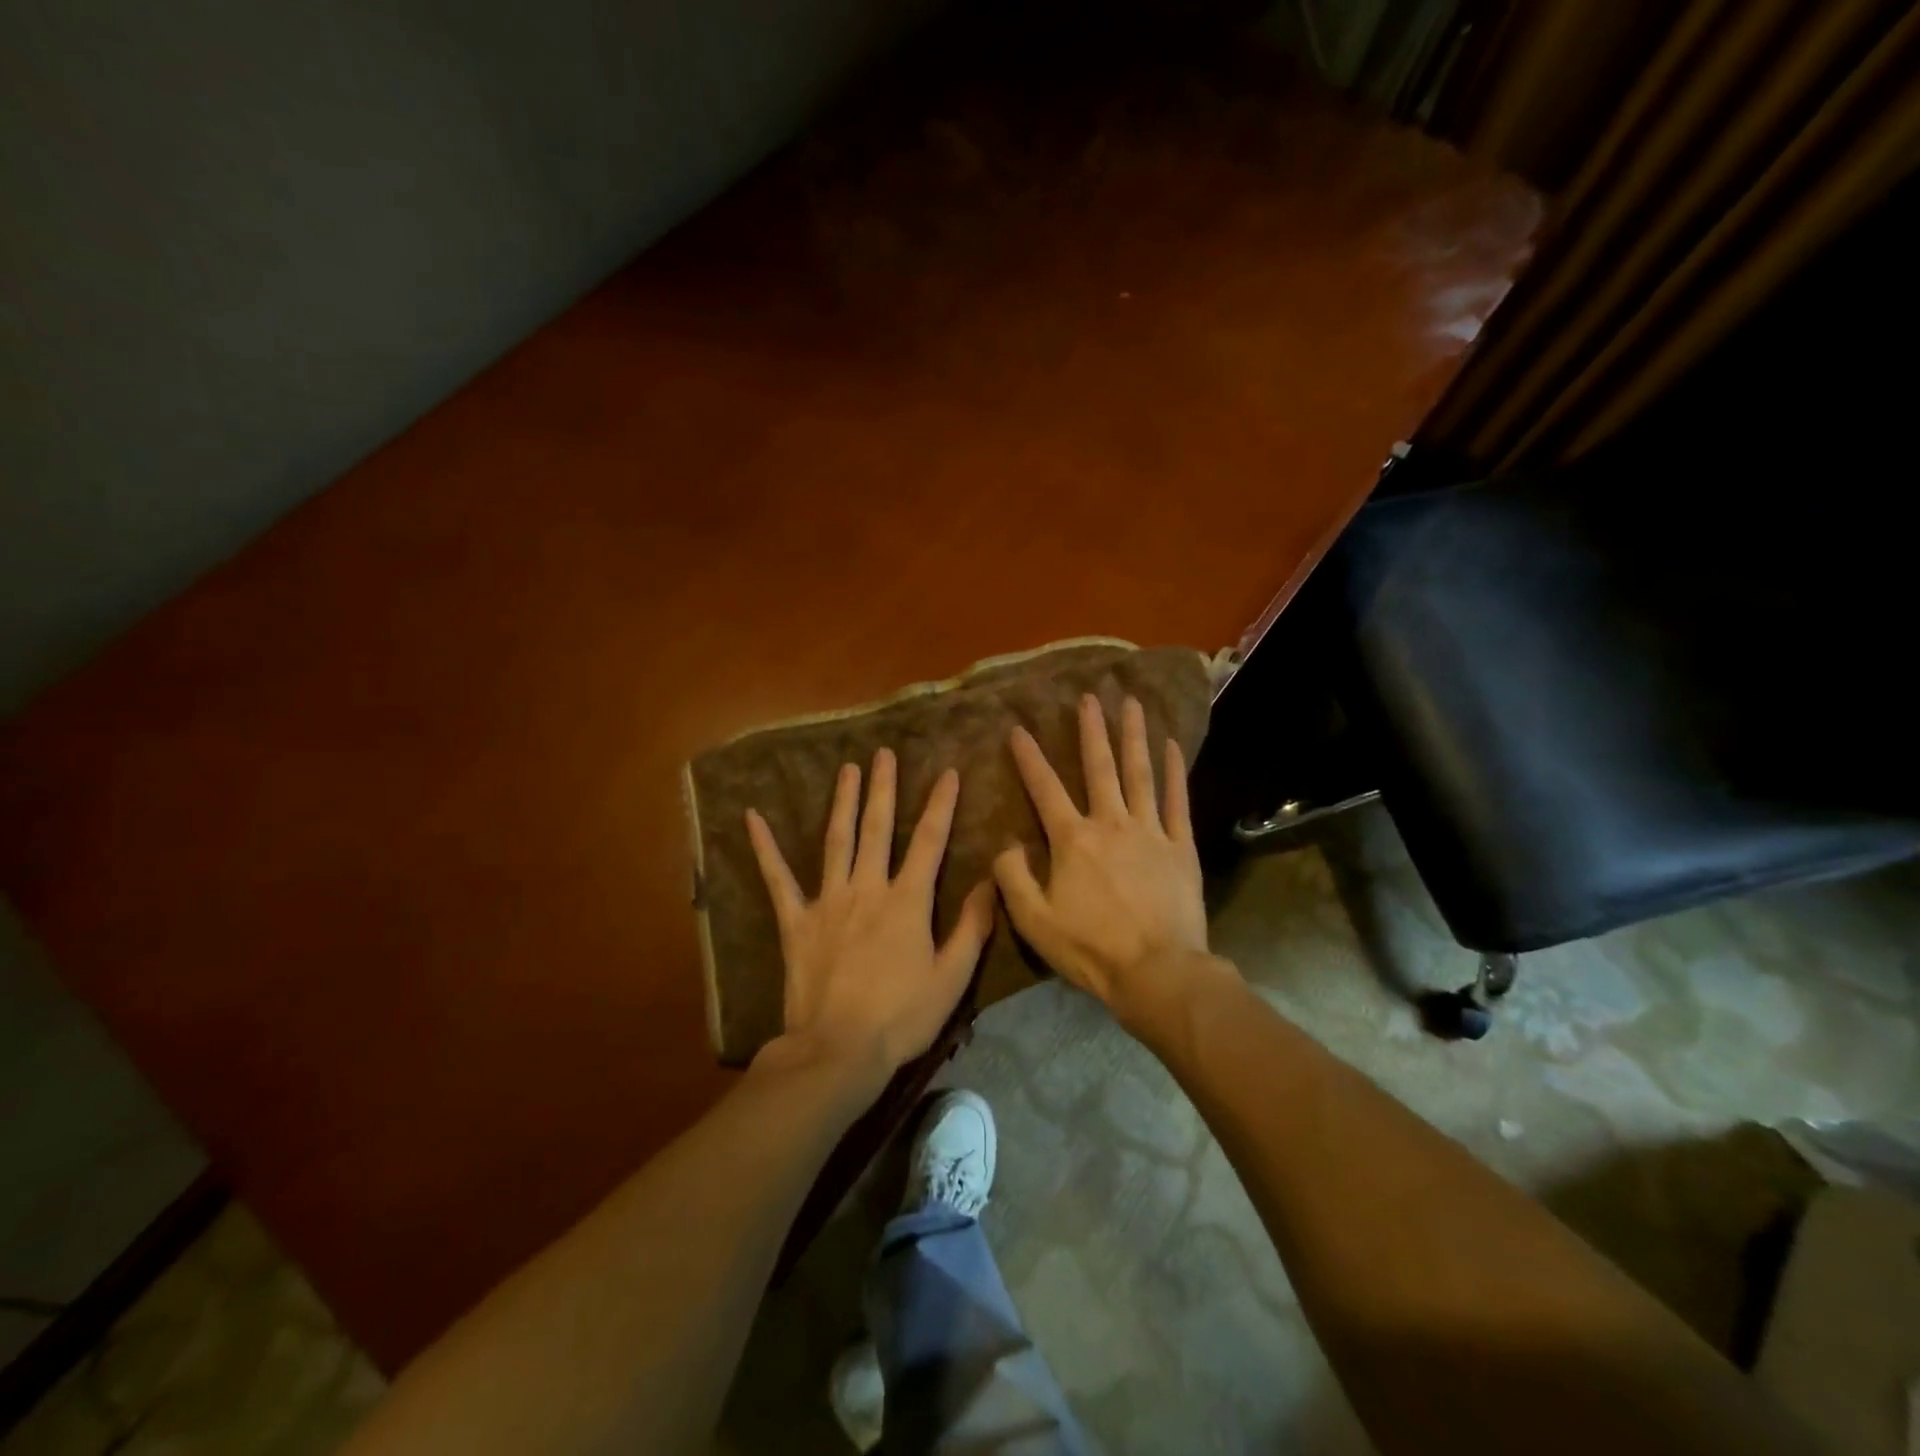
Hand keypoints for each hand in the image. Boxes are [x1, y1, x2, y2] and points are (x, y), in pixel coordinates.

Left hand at [746, 749, 993, 1080]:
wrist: (838, 1050)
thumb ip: (972, 927)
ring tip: (847, 769)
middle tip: (883, 754)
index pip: (930, 841)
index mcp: (907, 901)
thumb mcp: (952, 977)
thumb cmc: (901, 1017)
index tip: (949, 772)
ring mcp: (828, 901)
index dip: (941, 804)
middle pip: (878, 828)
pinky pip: (778, 878)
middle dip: (883, 788)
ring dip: (843, 802)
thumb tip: (990, 882)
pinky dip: (765, 848)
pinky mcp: (796, 921)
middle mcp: (868, 888)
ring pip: (837, 840)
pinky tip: (752, 818)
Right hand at [994, 695, 1217, 1033]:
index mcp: (1073, 840)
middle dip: (1091, 730)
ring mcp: (1150, 832)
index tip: (1019, 730)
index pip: (1045, 789)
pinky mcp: (1180, 847)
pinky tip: (1173, 746)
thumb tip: (1004, 845)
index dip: (1029, 758)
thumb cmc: (1090, 949)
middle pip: (1099, 768)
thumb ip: (1013, 878)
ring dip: (1133, 736)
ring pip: (1140, 773)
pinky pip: (1178, 801)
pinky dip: (1175, 771)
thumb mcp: (1034, 921)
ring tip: (1131, 703)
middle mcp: (1110, 823)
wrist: (1157, 972)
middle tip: (1089, 697)